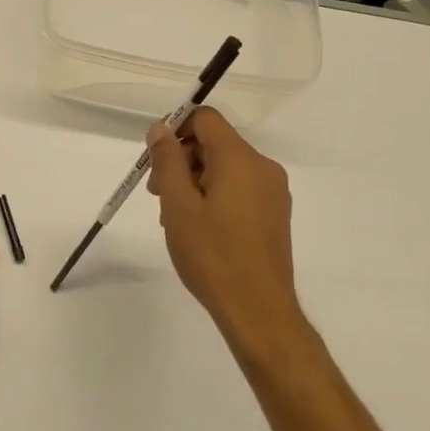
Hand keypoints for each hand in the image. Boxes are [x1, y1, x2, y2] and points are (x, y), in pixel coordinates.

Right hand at [145, 108, 305, 354]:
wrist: (258, 311)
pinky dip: (214, 196)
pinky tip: (198, 228)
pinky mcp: (274, 214)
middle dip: (181, 160)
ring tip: (175, 218)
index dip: (176, 129)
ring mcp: (272, 192)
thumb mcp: (178, 205)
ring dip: (195, 181)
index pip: (205, 119)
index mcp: (240, 159)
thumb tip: (161, 128)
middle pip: (214, 144)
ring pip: (224, 168)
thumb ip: (167, 161)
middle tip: (157, 195)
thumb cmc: (213, 255)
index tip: (155, 159)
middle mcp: (262, 167)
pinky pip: (239, 188)